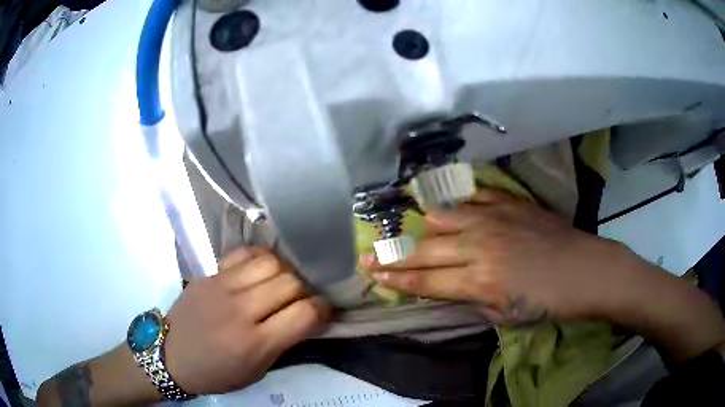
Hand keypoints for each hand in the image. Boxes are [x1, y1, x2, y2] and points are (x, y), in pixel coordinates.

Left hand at [164, 247, 330, 394]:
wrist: (172, 356)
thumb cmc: (217, 373)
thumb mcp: (257, 371)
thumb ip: (284, 343)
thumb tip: (308, 317)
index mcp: (254, 343)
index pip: (305, 314)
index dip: (323, 310)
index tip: (323, 312)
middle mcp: (240, 310)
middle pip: (291, 282)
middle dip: (305, 291)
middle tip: (301, 300)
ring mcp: (222, 286)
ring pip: (270, 262)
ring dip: (285, 272)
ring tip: (281, 283)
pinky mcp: (210, 274)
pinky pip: (244, 254)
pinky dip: (260, 260)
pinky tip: (260, 271)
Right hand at [363, 190, 646, 324]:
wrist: (585, 270)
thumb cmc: (549, 302)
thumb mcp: (507, 315)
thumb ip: (473, 300)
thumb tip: (452, 288)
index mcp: (479, 282)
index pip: (425, 282)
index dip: (395, 280)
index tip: (372, 275)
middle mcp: (480, 247)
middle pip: (425, 250)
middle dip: (393, 255)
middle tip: (369, 253)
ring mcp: (494, 219)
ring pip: (444, 216)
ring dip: (423, 225)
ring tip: (410, 228)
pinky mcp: (509, 203)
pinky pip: (473, 196)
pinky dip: (457, 201)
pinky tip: (448, 205)